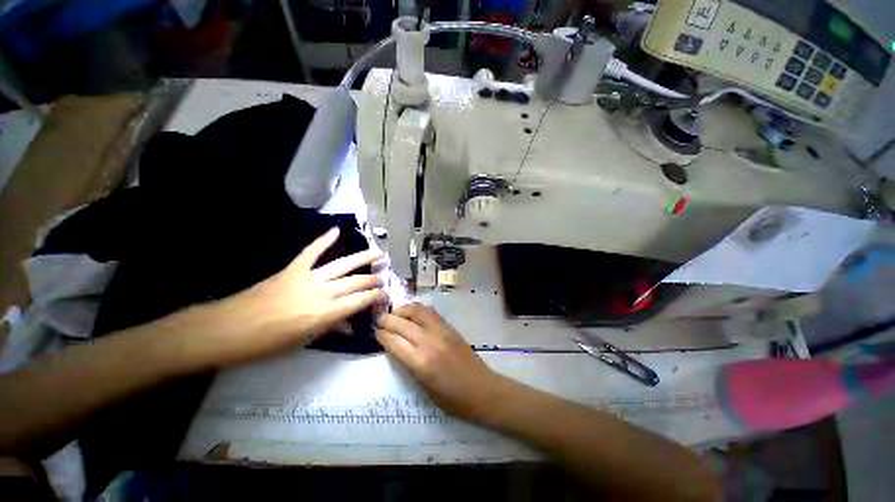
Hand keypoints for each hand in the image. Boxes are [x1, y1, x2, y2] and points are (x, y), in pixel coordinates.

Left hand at [208, 227, 386, 364]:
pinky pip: (312, 251)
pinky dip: (324, 240)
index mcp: (325, 313)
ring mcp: (307, 277)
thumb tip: (350, 325)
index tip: (386, 295)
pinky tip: (336, 230)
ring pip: (342, 264)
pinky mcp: (293, 268)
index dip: (376, 296)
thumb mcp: (304, 342)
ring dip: (362, 258)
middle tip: (384, 277)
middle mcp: (322, 292)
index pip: (360, 300)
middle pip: (356, 282)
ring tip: (378, 253)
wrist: (227, 329)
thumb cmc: (267, 343)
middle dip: (373, 279)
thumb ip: (330, 329)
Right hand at [375, 304, 513, 422]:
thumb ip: (409, 365)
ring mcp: (441, 331)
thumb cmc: (452, 399)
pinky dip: (418, 309)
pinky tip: (413, 313)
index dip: (382, 334)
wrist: (482, 390)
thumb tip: (396, 347)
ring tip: (395, 313)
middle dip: (387, 319)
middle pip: (402, 324)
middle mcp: (429, 342)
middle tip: (378, 319)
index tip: (374, 331)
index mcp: (421, 363)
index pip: (394, 341)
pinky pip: (430, 312)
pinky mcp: (450, 327)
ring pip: (417, 311)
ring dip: (403, 310)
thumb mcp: (424, 388)